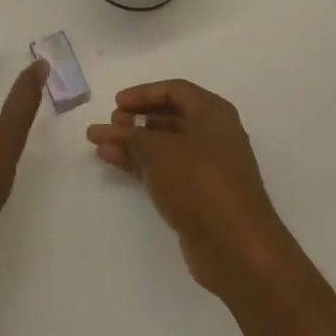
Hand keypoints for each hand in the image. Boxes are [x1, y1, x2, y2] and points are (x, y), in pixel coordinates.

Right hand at [86, 80, 294, 300]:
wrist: (236, 246)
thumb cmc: (199, 182)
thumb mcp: (159, 151)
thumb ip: (133, 135)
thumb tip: (116, 129)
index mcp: (212, 112)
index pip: (174, 90)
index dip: (143, 93)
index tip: (116, 103)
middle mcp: (213, 134)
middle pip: (169, 117)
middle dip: (135, 119)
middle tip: (109, 124)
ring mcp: (207, 166)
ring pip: (164, 145)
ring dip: (132, 142)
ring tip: (99, 143)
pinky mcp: (199, 194)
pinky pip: (165, 168)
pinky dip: (140, 163)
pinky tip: (113, 161)